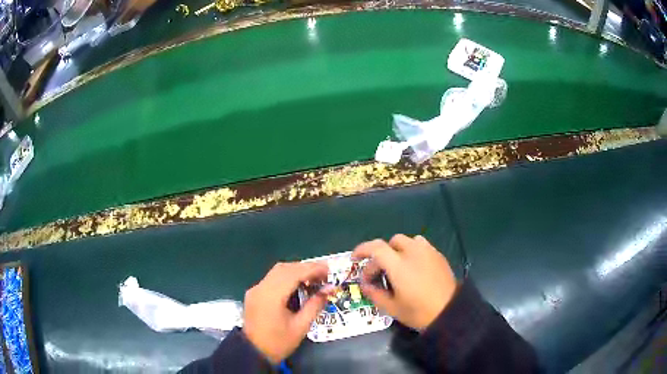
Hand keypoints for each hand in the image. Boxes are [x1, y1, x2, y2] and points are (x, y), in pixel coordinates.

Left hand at [243, 262, 328, 363]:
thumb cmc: (279, 342)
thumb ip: (315, 305)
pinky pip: (271, 279)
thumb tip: (330, 289)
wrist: (253, 353)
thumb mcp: (301, 326)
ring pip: (277, 272)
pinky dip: (286, 278)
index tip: (328, 269)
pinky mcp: (254, 294)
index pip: (293, 274)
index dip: (312, 269)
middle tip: (323, 274)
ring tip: (313, 279)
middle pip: (284, 268)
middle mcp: (260, 288)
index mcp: (271, 296)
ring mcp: (255, 290)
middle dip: (304, 268)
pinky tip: (298, 285)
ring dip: (295, 271)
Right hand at [353, 234, 456, 330]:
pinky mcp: (438, 255)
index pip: (376, 248)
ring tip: (398, 268)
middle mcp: (413, 252)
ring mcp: (428, 251)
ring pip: (407, 241)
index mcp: (399, 265)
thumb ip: (375, 293)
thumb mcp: (392, 307)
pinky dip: (412, 251)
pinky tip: (414, 267)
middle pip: (391, 242)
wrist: (449, 312)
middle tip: (380, 273)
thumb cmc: (418, 312)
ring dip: (398, 251)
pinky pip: (421, 245)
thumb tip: (364, 285)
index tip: (355, 258)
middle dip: (381, 254)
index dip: (362, 249)